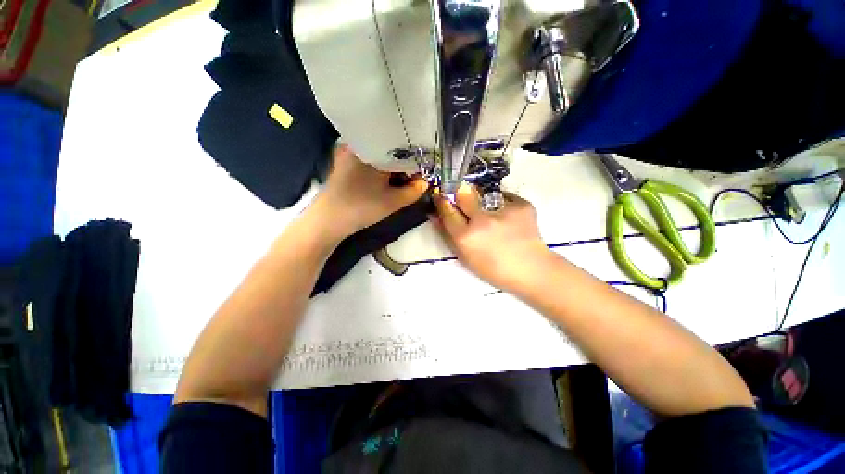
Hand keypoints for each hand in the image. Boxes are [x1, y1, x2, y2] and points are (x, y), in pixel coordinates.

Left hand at [310, 144, 427, 240]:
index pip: (403, 149)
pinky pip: (369, 158)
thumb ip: (414, 191)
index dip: (416, 162)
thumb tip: (425, 182)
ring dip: (392, 166)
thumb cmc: (362, 208)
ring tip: (401, 180)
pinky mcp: (344, 160)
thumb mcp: (393, 201)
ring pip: (380, 154)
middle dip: (404, 164)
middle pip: (391, 149)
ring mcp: (350, 151)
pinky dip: (380, 167)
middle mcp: (361, 144)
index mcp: (375, 150)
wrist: (328, 219)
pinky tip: (385, 179)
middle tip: (413, 178)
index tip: (422, 174)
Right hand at [431, 184, 551, 290]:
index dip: (442, 201)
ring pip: (484, 193)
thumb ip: (446, 234)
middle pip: (463, 193)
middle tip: (464, 200)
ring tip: (492, 215)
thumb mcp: (464, 256)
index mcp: (466, 236)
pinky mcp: (522, 205)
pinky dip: (502, 203)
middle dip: (460, 193)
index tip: (441, 196)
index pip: (447, 210)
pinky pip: (504, 196)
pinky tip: (508, 217)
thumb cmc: (492, 268)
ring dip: (482, 200)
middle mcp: (483, 220)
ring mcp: (504, 210)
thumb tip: (434, 214)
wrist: (530, 269)